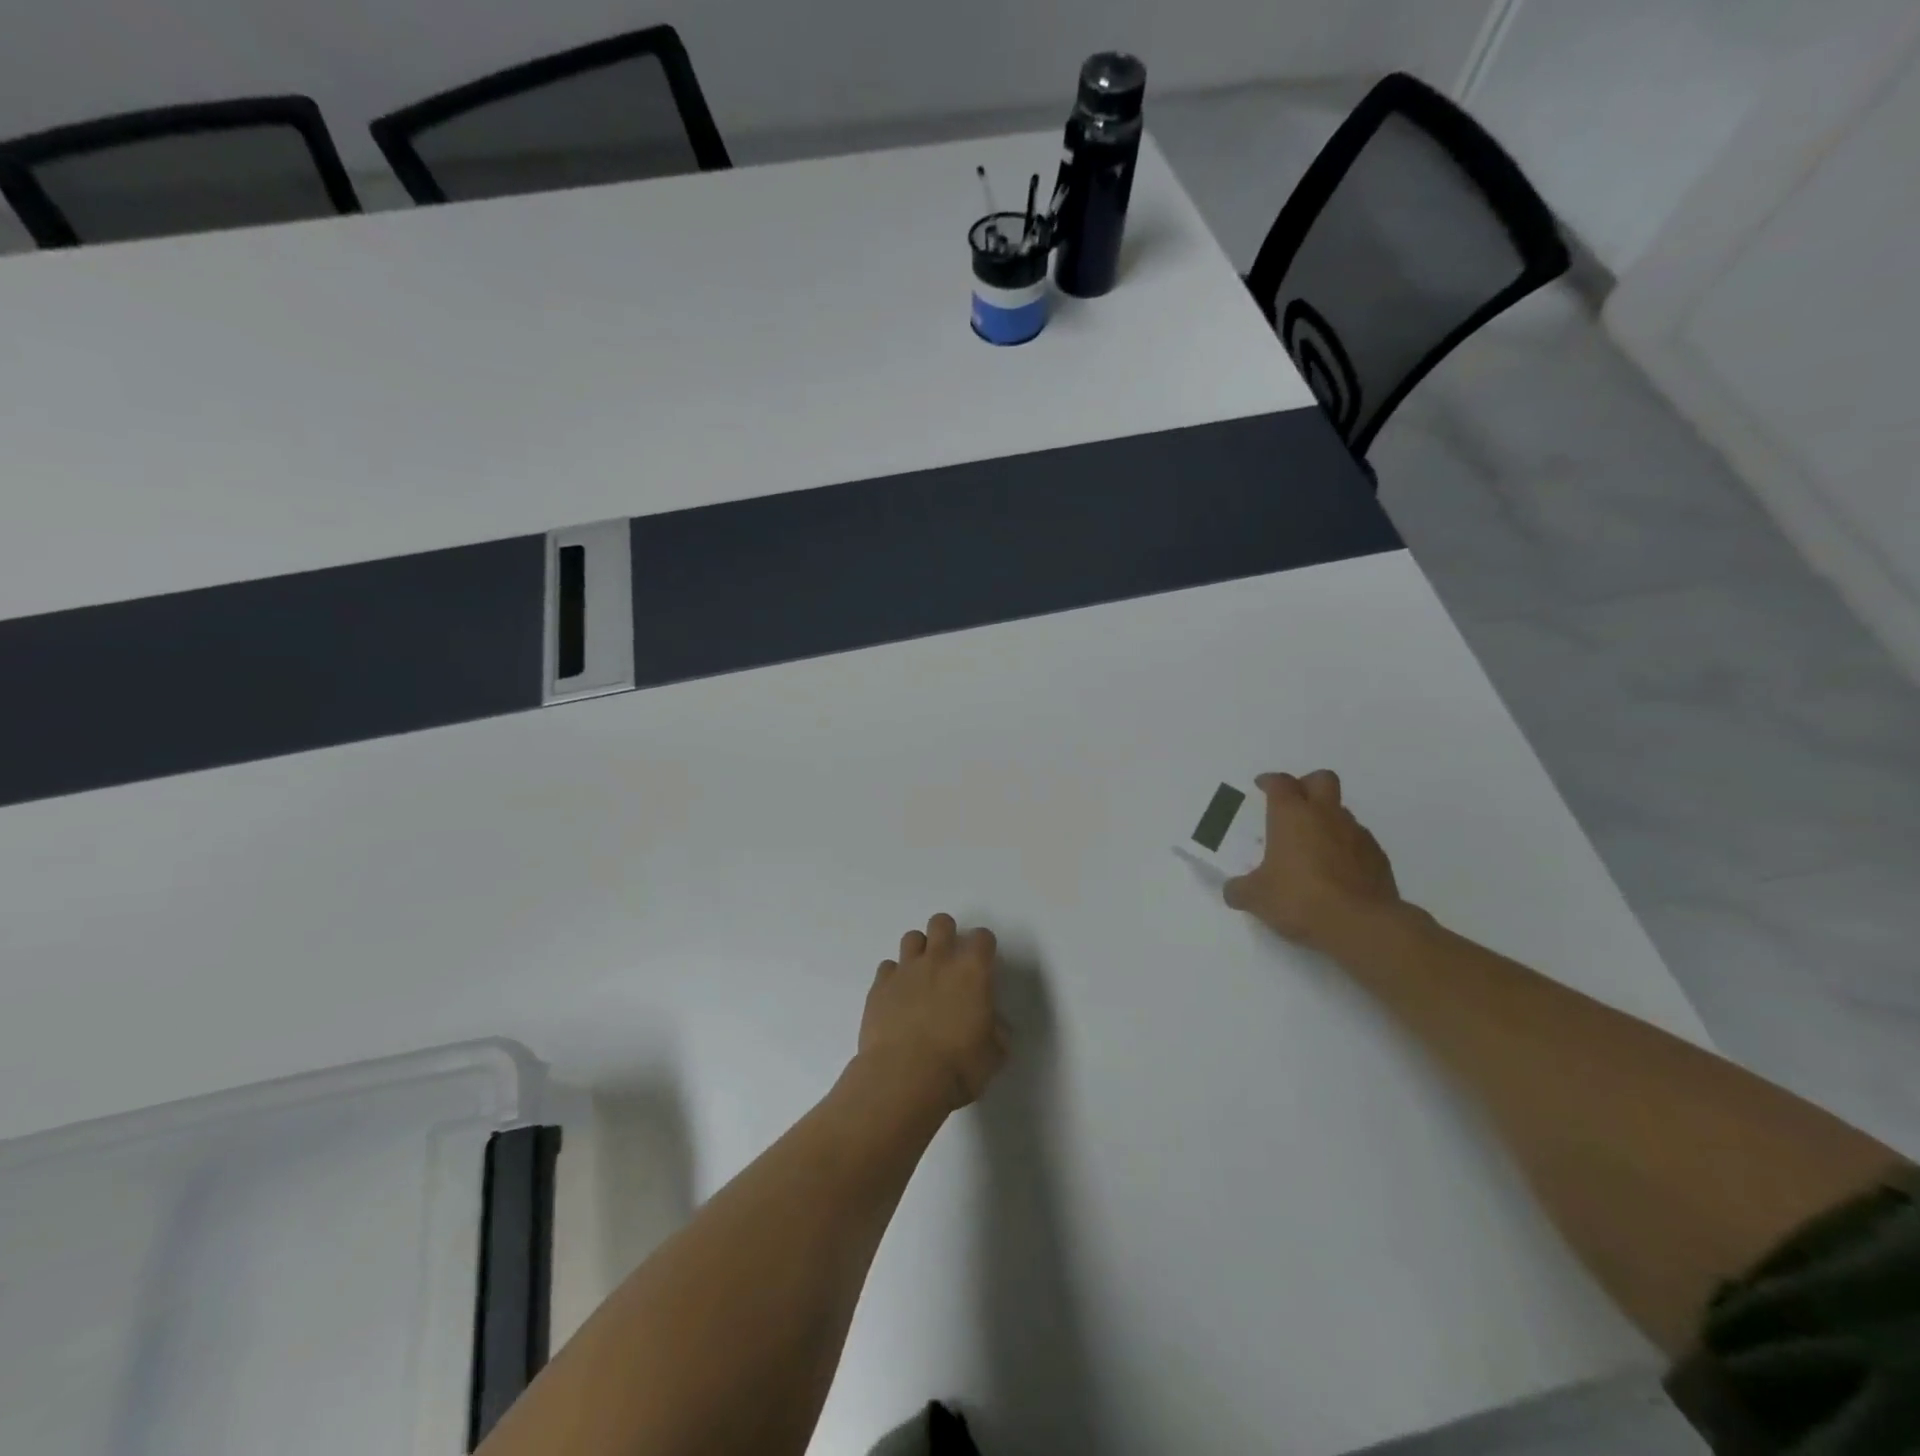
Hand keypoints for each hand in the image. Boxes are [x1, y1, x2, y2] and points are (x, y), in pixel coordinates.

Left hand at [859, 913, 1009, 1111]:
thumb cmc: (958, 1067)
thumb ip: (997, 1031)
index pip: (983, 937)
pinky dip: (894, 977)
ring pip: (912, 937)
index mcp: (973, 971)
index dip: (984, 947)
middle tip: (950, 960)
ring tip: (922, 975)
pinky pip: (887, 967)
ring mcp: (906, 970)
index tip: (984, 963)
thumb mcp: (994, 1055)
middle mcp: (939, 960)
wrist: (903, 1079)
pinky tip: (897, 997)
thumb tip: (993, 1024)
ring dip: (920, 951)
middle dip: (947, 934)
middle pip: (942, 923)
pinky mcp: (879, 986)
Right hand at [1223, 771, 1401, 948]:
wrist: (1361, 924)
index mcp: (1291, 815)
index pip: (1280, 783)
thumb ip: (1240, 889)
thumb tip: (1233, 891)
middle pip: (1322, 779)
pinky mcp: (1378, 857)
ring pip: (1341, 812)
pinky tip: (1336, 871)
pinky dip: (1346, 848)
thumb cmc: (1299, 898)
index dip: (1270, 781)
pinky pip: (1359, 841)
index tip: (1262, 785)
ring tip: (1313, 846)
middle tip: (1295, 802)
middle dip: (1307, 784)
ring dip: (1327, 820)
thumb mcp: (1256, 897)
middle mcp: (1325, 815)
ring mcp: (1357, 834)